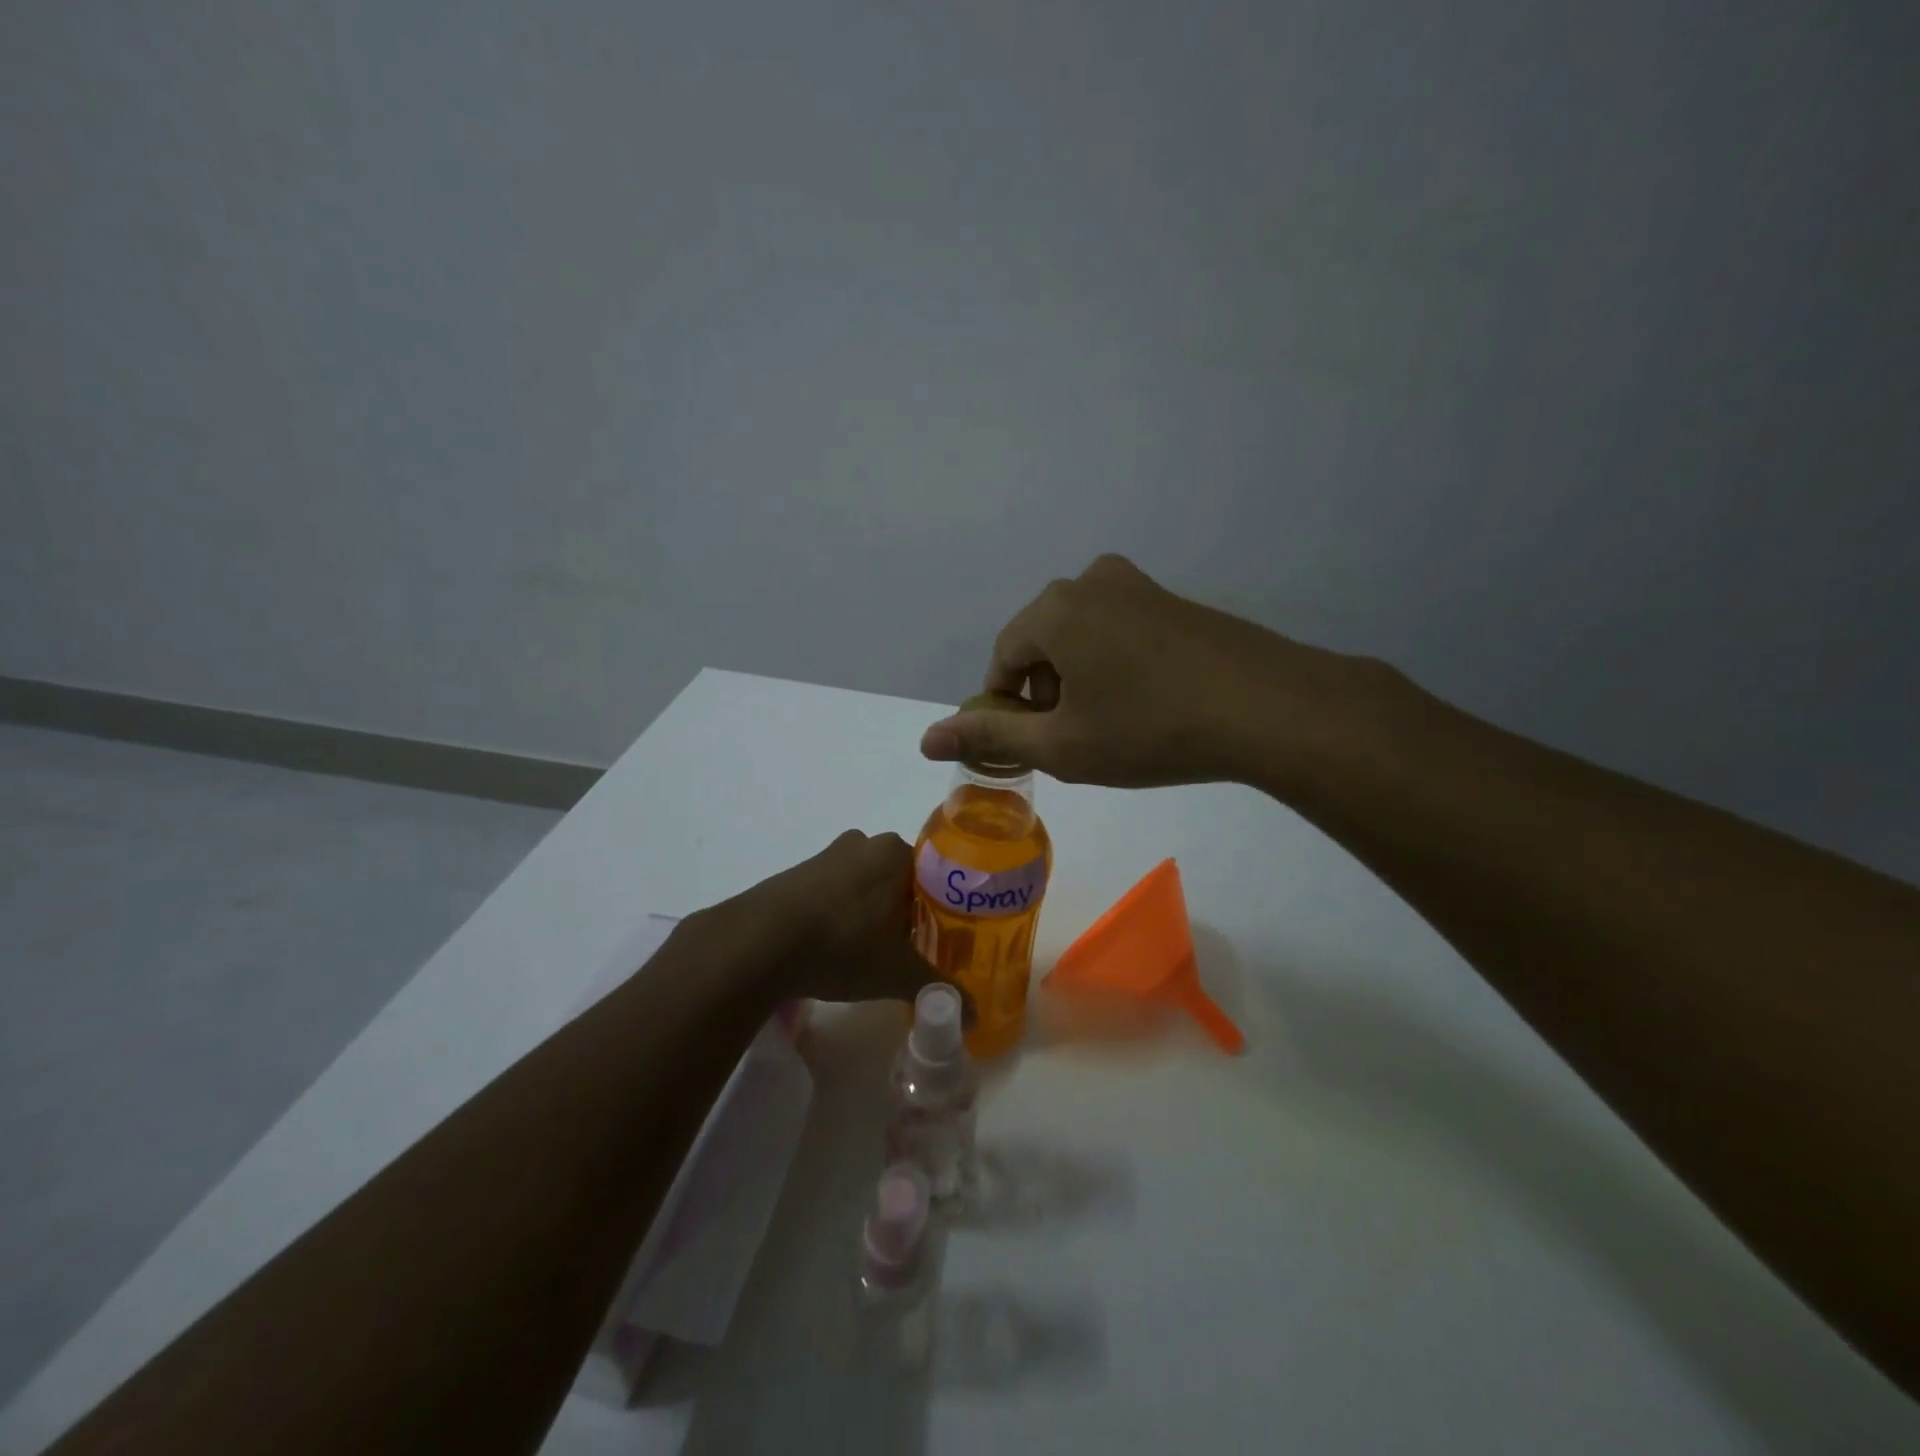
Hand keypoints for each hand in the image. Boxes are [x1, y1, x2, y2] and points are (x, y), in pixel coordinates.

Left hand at [714, 830, 940, 1004]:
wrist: (759, 943)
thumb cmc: (842, 945)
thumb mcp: (897, 974)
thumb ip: (938, 989)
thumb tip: (975, 1017)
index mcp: (896, 853)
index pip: (935, 875)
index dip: (940, 909)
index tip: (937, 940)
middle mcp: (864, 843)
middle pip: (900, 878)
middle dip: (906, 911)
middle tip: (908, 950)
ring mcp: (827, 855)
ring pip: (864, 883)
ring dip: (871, 912)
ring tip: (870, 952)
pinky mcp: (796, 872)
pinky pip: (833, 890)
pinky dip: (839, 913)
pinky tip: (833, 946)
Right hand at [920, 554, 1342, 788]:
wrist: (1269, 709)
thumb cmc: (1150, 729)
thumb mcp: (1062, 743)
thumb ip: (989, 735)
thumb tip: (927, 738)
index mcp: (1054, 608)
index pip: (1003, 661)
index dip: (1008, 708)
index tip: (1035, 746)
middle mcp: (1090, 581)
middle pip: (1042, 645)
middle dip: (1047, 695)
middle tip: (1078, 742)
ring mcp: (1138, 586)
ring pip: (1081, 639)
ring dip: (1081, 683)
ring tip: (1115, 728)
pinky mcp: (1174, 601)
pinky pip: (1120, 633)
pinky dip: (1117, 668)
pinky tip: (1149, 706)